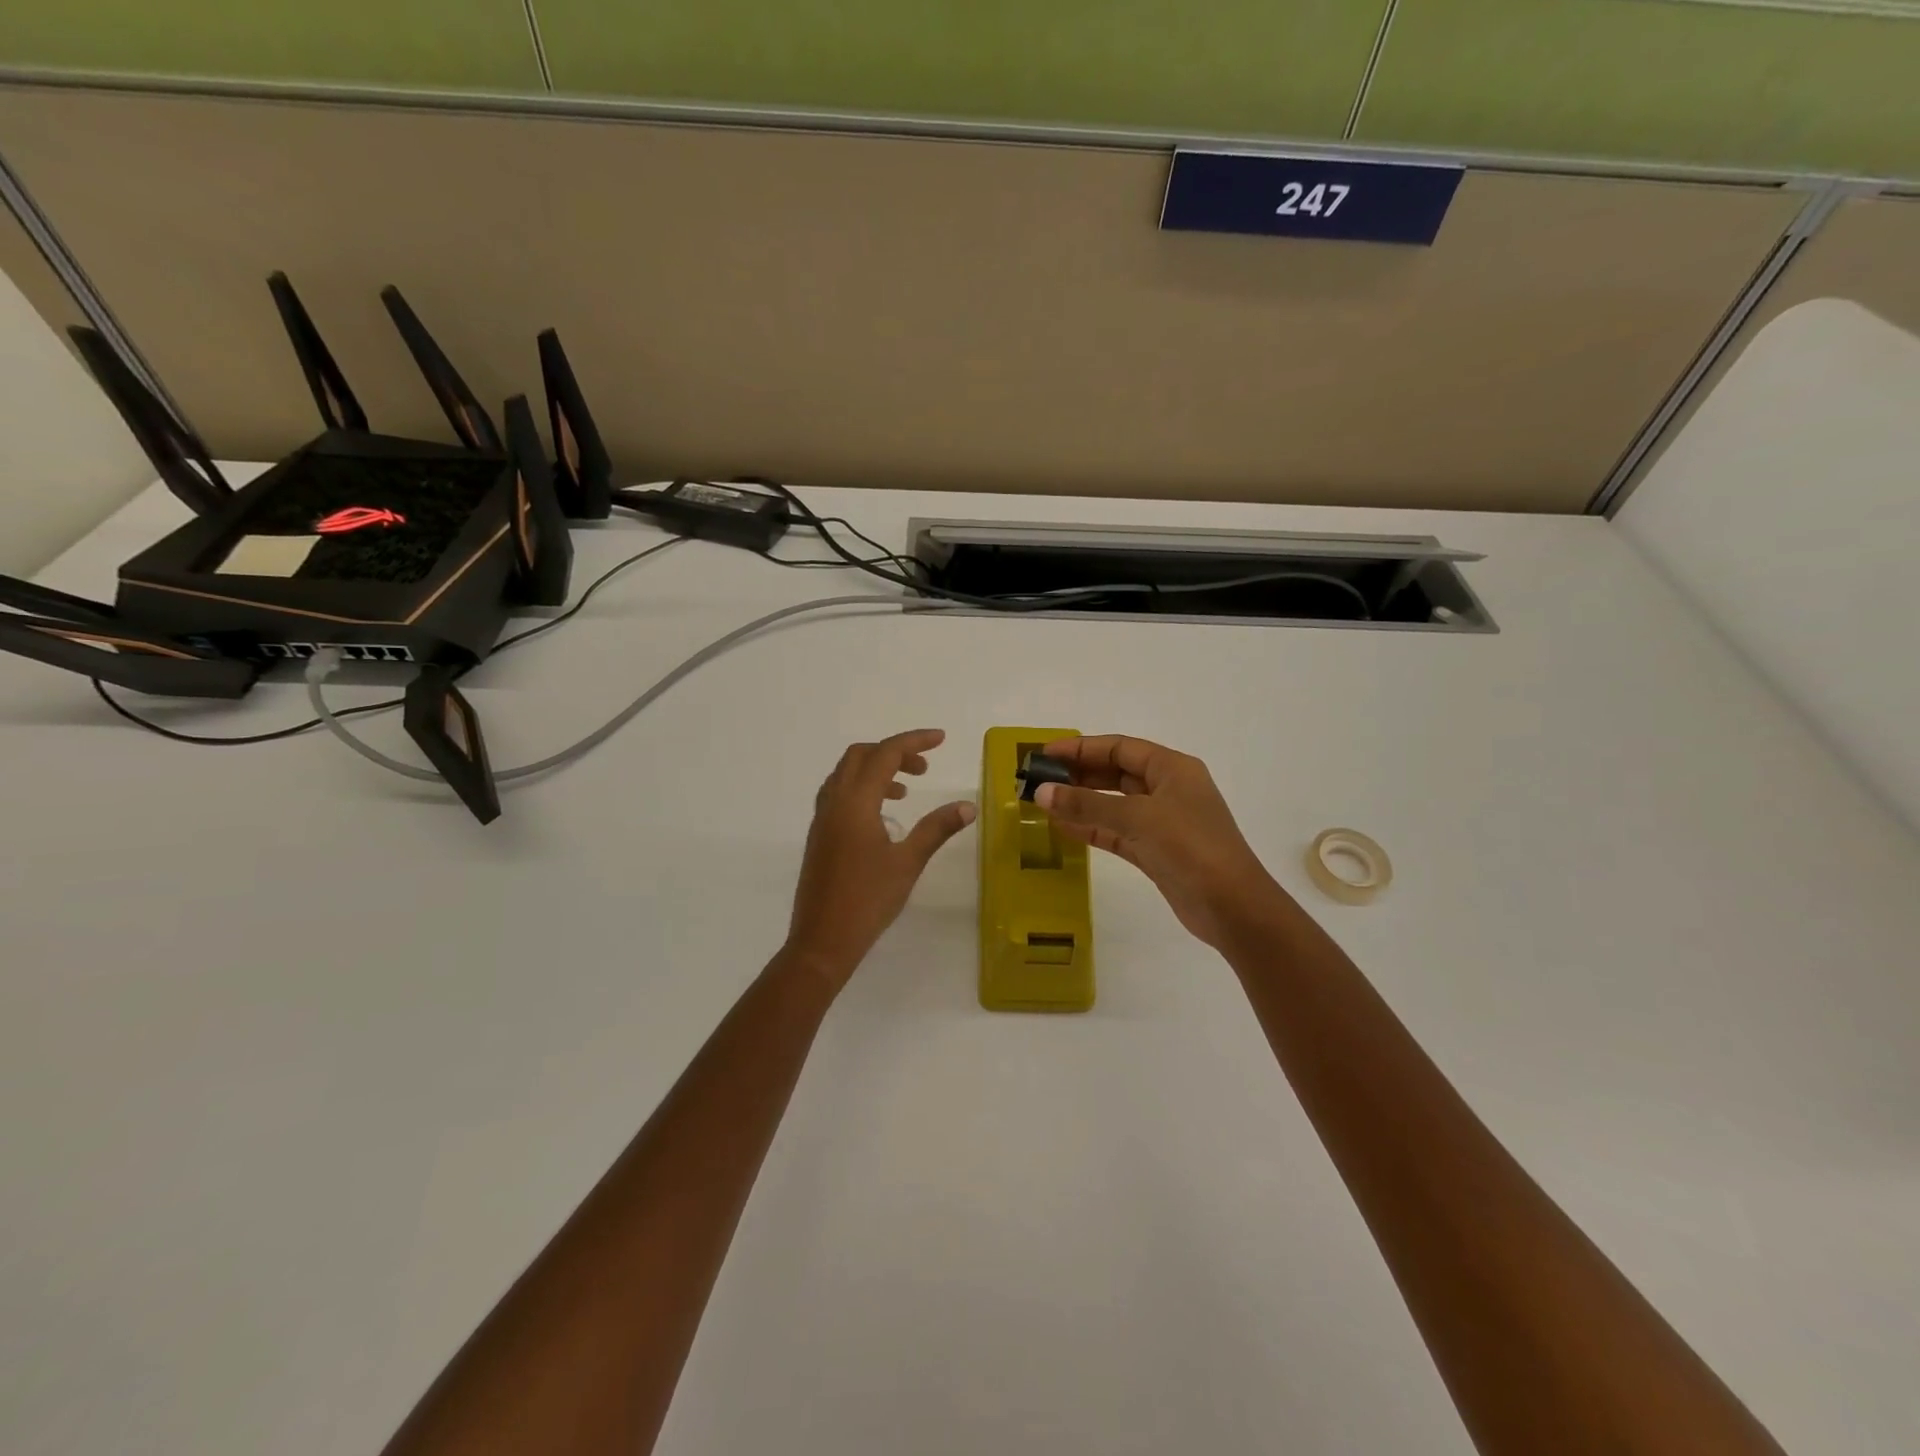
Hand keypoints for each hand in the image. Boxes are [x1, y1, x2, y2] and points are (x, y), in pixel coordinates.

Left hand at [784, 729, 975, 991]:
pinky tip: (882, 815)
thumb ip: (936, 829)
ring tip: (906, 791)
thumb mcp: (908, 862)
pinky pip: (838, 793)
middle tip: (924, 767)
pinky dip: (862, 788)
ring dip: (876, 770)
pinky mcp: (819, 835)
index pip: (885, 754)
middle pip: (860, 756)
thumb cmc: (868, 900)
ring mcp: (822, 819)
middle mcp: (834, 802)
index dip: (914, 741)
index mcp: (855, 802)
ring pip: (845, 774)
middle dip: (893, 752)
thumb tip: (968, 806)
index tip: (941, 739)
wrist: (822, 940)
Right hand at [1035, 735, 1287, 949]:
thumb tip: (1040, 793)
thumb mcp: (1137, 818)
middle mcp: (1167, 790)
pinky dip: (1091, 829)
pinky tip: (1062, 828)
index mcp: (1172, 769)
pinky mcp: (1155, 851)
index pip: (1119, 748)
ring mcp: (1162, 822)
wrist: (1233, 907)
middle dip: (1077, 775)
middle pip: (1115, 774)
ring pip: (1113, 804)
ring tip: (1042, 803)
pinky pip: (1116, 832)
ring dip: (1080, 803)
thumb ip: (1087, 805)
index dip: (1080, 748)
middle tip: (1038, 780)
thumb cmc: (1191, 848)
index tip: (1044, 754)